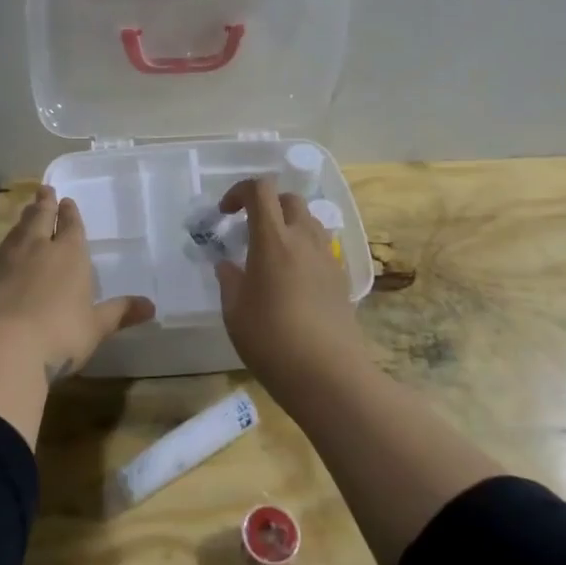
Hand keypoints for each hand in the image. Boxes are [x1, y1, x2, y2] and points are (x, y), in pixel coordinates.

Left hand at [0, 186, 154, 378]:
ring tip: (22, 211)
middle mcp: (36, 249)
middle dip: (44, 204)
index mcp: (70, 256)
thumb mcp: (95, 328)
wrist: (1, 347)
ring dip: (19, 221)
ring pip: (13, 232)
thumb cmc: (59, 336)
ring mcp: (2, 259)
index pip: (72, 227)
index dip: (70, 214)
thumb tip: (151, 306)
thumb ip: (119, 313)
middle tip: (44, 191)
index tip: (67, 202)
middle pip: (40, 219)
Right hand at [214, 175, 372, 390]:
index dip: (239, 192)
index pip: (260, 190)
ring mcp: (327, 257)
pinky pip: (320, 247)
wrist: (327, 373)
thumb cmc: (271, 340)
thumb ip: (229, 281)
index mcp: (273, 240)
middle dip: (266, 205)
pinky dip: (303, 248)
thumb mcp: (234, 312)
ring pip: (309, 221)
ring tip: (270, 254)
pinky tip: (292, 279)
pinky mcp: (340, 277)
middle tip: (248, 230)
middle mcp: (304, 239)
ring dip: (287, 225)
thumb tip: (227, 265)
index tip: (225, 214)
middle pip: (289, 199)